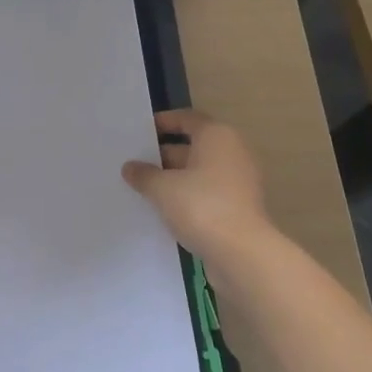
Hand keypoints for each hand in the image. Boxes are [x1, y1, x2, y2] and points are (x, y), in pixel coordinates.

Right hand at [122, 110, 274, 260]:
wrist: (241, 252)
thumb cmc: (201, 206)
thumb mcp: (162, 188)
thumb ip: (144, 174)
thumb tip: (130, 167)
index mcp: (217, 137)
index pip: (187, 119)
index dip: (163, 122)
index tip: (140, 131)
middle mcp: (232, 152)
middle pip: (193, 145)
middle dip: (163, 154)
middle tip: (134, 162)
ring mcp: (238, 180)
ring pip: (198, 171)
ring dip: (173, 177)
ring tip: (142, 186)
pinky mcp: (237, 206)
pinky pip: (206, 191)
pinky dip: (186, 195)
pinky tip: (162, 207)